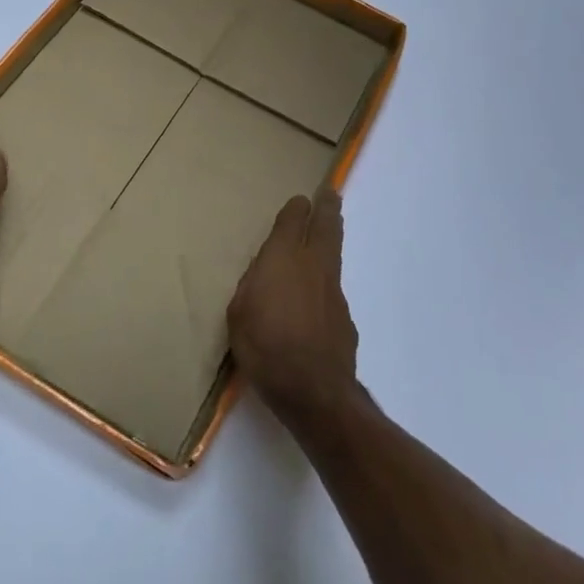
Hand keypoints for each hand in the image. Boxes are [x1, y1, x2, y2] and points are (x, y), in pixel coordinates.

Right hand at [226, 189, 357, 429]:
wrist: (313, 390)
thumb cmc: (264, 346)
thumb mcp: (239, 313)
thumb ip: (252, 286)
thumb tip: (264, 275)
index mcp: (282, 259)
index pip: (292, 221)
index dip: (296, 208)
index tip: (301, 199)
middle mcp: (313, 266)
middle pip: (325, 227)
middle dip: (327, 207)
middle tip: (331, 192)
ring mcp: (333, 292)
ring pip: (334, 255)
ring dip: (332, 237)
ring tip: (330, 229)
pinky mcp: (344, 318)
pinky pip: (333, 289)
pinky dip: (326, 283)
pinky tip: (318, 297)